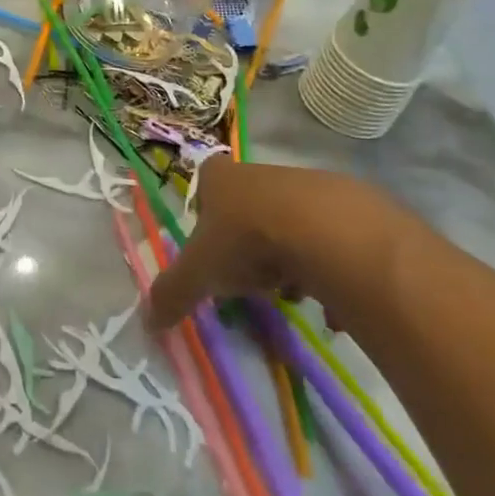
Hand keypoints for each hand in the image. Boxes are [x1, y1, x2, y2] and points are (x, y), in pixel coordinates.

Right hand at [146, 160, 407, 331]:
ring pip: (290, 223)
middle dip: (249, 245)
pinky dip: (328, 267)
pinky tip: (329, 299)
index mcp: (221, 178)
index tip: (212, 249)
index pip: (205, 183)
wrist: (326, 232)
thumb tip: (145, 322)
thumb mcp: (199, 274)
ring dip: (288, 257)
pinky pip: (331, 239)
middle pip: (249, 207)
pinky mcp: (348, 205)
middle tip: (251, 280)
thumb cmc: (248, 242)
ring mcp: (307, 185)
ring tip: (293, 294)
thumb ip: (172, 294)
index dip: (206, 215)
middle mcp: (261, 173)